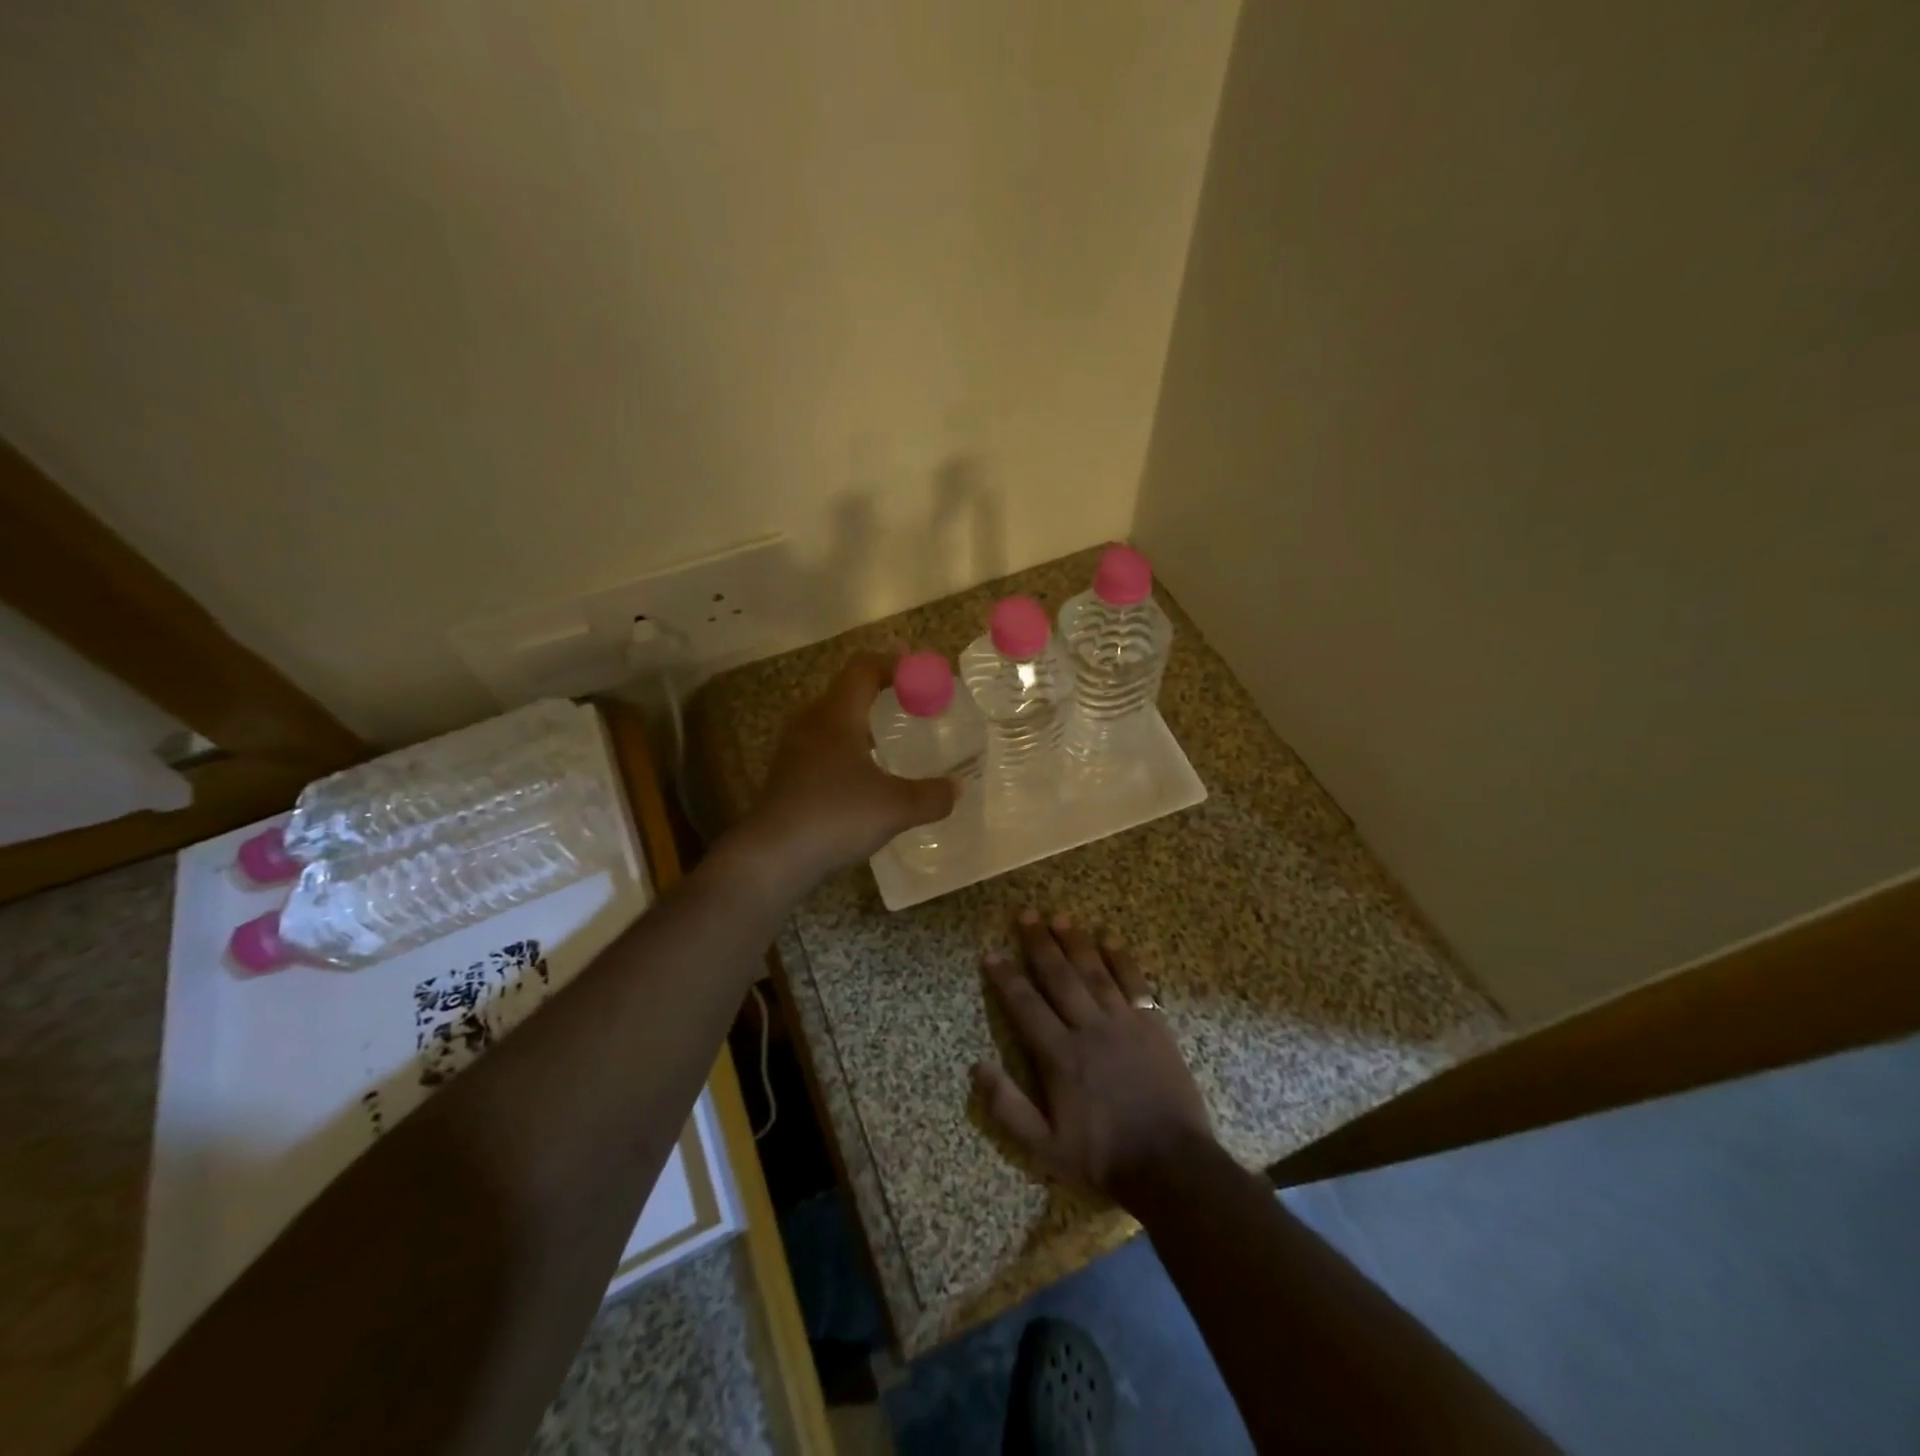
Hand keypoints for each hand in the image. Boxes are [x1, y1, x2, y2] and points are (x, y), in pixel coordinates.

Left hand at [736, 652, 957, 887]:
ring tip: (890, 740)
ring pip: (831, 721)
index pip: (863, 669)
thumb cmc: (834, 816)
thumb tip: (957, 789)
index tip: (921, 672)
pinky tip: (864, 777)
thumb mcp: (895, 807)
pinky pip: (822, 748)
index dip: (894, 664)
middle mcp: (811, 723)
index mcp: (836, 715)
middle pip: (846, 691)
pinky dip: (847, 749)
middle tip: (912, 703)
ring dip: (861, 722)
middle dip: (880, 692)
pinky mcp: (787, 777)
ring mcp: (794, 750)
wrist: (771, 856)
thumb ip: (931, 796)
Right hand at [974, 910, 1212, 1209]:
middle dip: (1039, 944)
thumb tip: (977, 1067)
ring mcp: (1124, 1023)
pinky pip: (1135, 984)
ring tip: (1060, 916)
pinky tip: (1111, 939)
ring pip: (1095, 972)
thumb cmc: (1104, 1157)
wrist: (1171, 1166)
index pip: (1025, 1006)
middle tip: (1026, 914)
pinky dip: (1122, 960)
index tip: (991, 953)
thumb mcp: (1045, 1148)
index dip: (1006, 978)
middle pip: (1059, 977)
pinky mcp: (1153, 1026)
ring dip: (1076, 942)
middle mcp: (1089, 1029)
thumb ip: (1008, 1108)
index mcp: (1060, 1056)